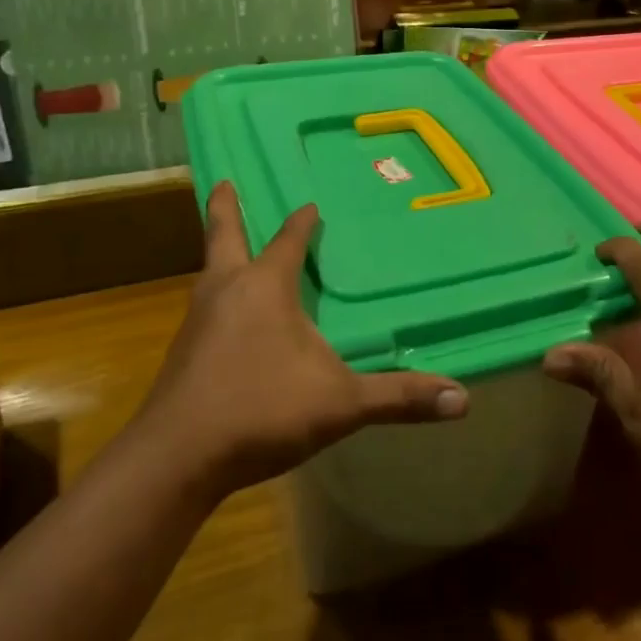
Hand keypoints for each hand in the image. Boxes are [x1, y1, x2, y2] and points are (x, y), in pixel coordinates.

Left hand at [134, 181, 467, 504]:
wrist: (176, 459)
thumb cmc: (261, 410)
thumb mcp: (341, 403)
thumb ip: (399, 397)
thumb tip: (463, 399)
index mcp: (264, 286)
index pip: (288, 240)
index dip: (302, 221)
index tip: (310, 204)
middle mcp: (226, 291)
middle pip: (223, 235)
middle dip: (225, 208)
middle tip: (223, 181)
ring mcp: (197, 321)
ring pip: (209, 272)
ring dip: (220, 253)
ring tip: (229, 248)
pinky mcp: (182, 353)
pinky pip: (203, 308)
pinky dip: (217, 295)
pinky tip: (227, 318)